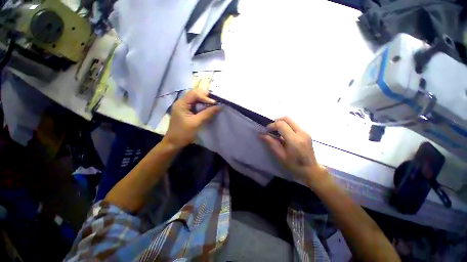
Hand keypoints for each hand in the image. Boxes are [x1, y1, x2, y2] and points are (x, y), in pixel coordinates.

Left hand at [164, 89, 219, 148]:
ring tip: (213, 105)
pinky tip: (208, 109)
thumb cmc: (183, 133)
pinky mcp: (186, 112)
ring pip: (196, 100)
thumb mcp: (196, 123)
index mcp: (181, 104)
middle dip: (206, 97)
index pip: (194, 94)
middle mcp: (182, 103)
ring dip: (205, 102)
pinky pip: (195, 106)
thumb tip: (219, 107)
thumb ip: (207, 113)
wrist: (174, 143)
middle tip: (215, 102)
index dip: (205, 97)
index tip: (215, 103)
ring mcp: (183, 107)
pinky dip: (202, 106)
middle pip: (195, 95)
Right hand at [260, 116, 329, 187]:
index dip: (272, 125)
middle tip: (271, 130)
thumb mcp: (280, 156)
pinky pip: (294, 124)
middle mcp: (301, 133)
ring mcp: (305, 131)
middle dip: (276, 121)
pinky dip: (286, 125)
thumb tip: (261, 134)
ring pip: (291, 120)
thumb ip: (271, 143)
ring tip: (276, 132)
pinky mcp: (306, 132)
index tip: (267, 131)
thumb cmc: (294, 166)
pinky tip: (283, 134)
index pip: (281, 124)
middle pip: (287, 118)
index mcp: (295, 140)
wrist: (311, 170)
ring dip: (281, 123)